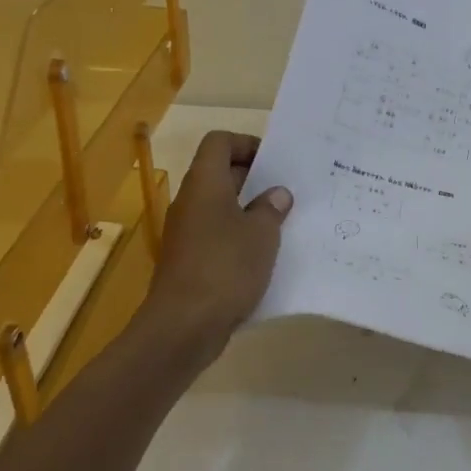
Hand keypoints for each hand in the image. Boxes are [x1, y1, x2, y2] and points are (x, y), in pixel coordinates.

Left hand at [139, 131, 291, 363]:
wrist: (182, 327)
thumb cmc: (225, 267)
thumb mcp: (262, 234)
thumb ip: (271, 209)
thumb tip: (276, 195)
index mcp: (205, 183)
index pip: (219, 142)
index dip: (246, 144)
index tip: (274, 162)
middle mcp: (191, 202)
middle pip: (220, 174)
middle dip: (254, 179)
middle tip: (287, 192)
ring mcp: (186, 233)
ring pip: (220, 207)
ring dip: (248, 211)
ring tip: (282, 223)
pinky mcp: (189, 261)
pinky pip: (216, 236)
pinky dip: (238, 238)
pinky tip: (264, 256)